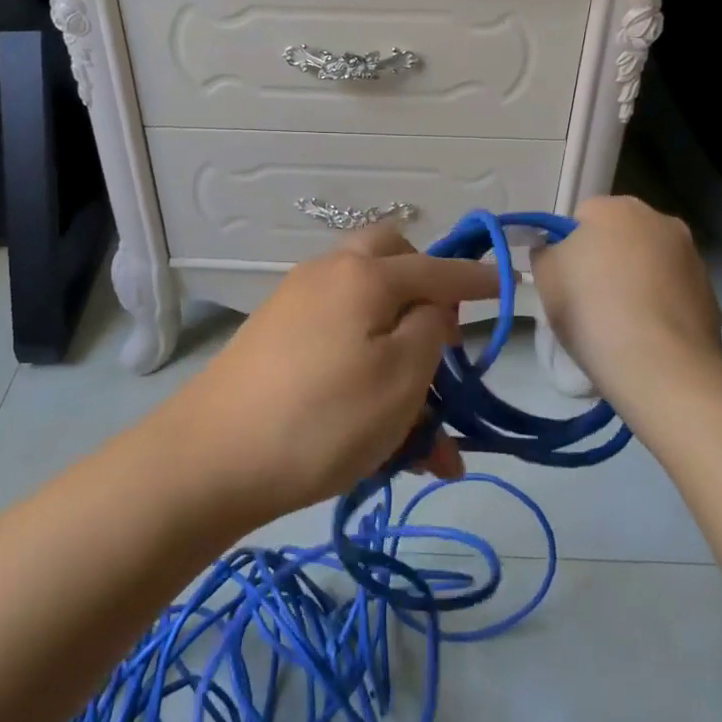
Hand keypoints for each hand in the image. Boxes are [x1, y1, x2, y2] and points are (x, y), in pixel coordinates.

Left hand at [159, 227, 498, 526]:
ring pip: (367, 313)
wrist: (211, 458)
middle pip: (391, 262)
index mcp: (364, 274)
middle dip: (427, 294)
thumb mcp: (400, 376)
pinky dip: (367, 372)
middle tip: (445, 344)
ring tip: (424, 432)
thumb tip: (429, 307)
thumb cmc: (322, 417)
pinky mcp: (276, 339)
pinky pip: (339, 341)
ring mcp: (296, 304)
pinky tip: (381, 435)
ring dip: (400, 355)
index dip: (477, 279)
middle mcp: (329, 274)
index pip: (437, 268)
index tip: (509, 285)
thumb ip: (429, 327)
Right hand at [531, 197, 721, 400]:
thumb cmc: (591, 307)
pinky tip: (644, 335)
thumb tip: (555, 250)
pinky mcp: (710, 294)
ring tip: (617, 323)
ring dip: (635, 282)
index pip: (582, 217)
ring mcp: (691, 257)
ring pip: (649, 263)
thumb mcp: (546, 275)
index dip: (568, 246)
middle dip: (606, 259)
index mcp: (617, 208)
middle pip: (621, 236)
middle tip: (587, 299)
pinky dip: (658, 306)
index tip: (563, 278)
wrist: (659, 364)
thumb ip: (546, 252)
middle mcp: (660, 221)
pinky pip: (671, 293)